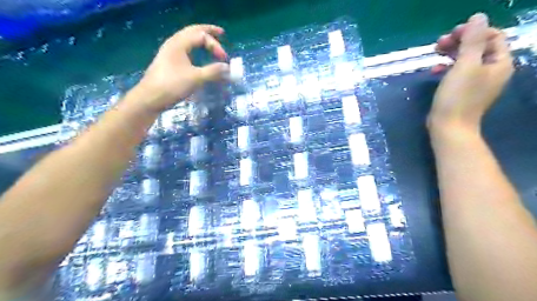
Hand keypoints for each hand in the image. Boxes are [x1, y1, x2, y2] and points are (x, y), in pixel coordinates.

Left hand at [136, 24, 229, 112]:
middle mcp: (173, 44)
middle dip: (208, 31)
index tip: (224, 59)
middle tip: (221, 33)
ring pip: (187, 39)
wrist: (150, 98)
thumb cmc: (172, 85)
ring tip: (211, 41)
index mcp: (179, 43)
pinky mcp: (168, 62)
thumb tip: (228, 68)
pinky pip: (185, 48)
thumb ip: (213, 72)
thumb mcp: (195, 78)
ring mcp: (169, 52)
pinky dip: (195, 47)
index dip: (215, 45)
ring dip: (200, 39)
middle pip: (193, 31)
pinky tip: (198, 54)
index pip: (201, 36)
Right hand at [431, 13, 512, 129]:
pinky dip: (447, 67)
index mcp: (499, 63)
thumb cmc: (458, 97)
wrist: (449, 126)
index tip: (453, 34)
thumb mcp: (465, 66)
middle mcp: (491, 70)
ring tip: (435, 53)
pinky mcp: (462, 90)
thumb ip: (472, 40)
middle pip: (478, 47)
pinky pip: (457, 72)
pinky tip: (434, 70)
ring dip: (451, 53)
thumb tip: (478, 17)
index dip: (474, 31)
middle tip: (440, 42)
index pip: (493, 36)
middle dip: (459, 41)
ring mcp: (476, 81)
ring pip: (466, 59)